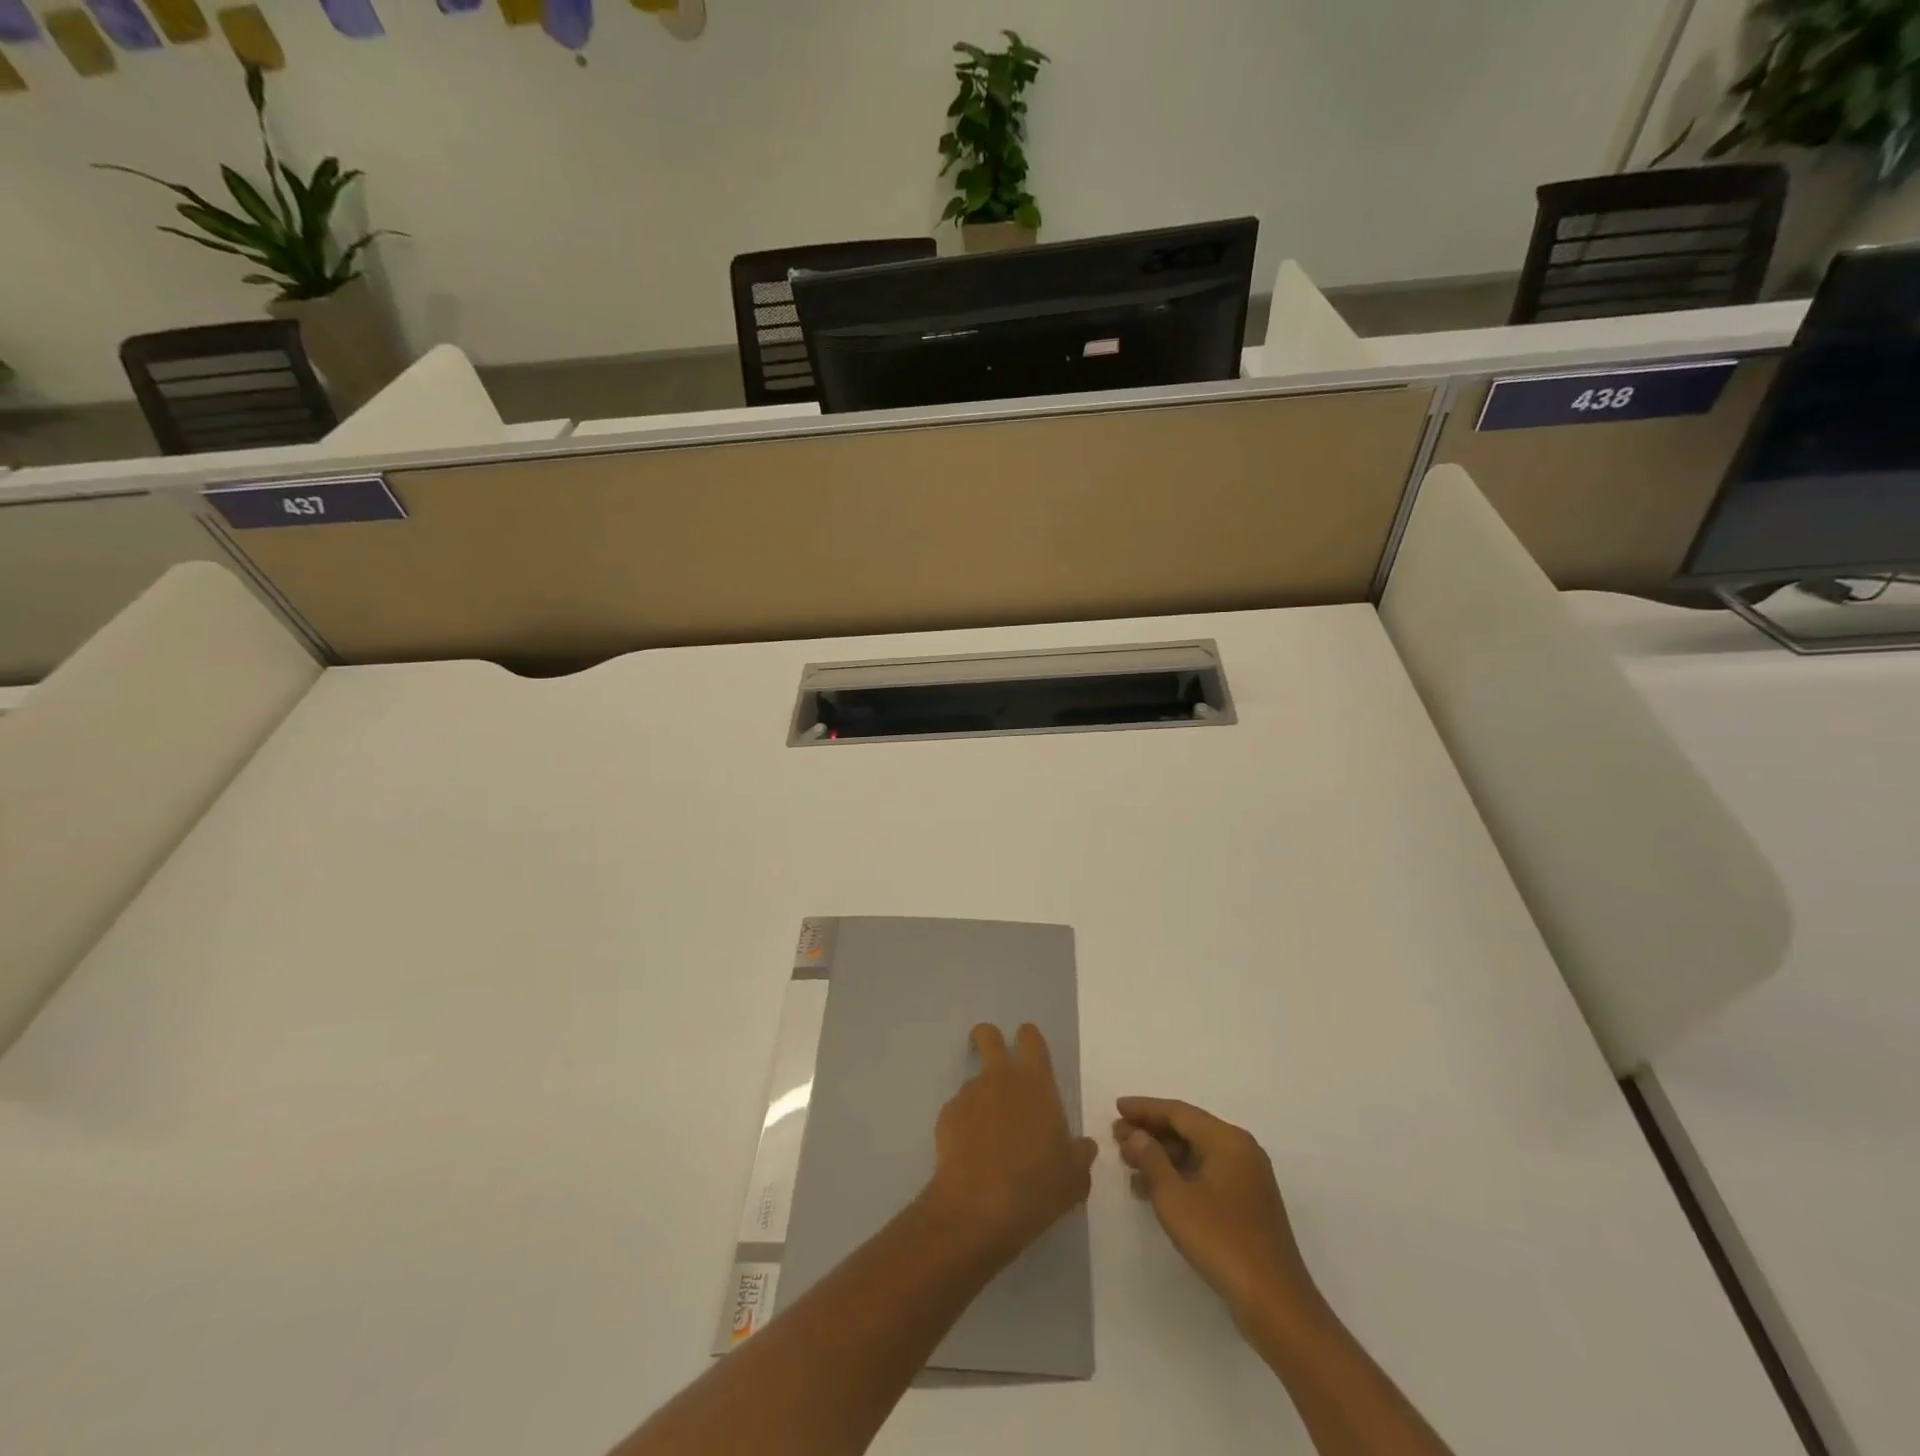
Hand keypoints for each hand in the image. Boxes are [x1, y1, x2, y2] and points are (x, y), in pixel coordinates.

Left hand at [924, 1024, 1098, 1264]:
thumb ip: (1080, 1154)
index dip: (1029, 1041)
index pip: (1030, 1037)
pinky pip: (958, 1112)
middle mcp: (999, 1076)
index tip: (1031, 1056)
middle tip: (997, 1067)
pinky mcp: (945, 1116)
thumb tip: (1083, 1146)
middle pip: (987, 1034)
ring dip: (982, 1099)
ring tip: (990, 1141)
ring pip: (974, 1081)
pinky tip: (972, 1157)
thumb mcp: (1074, 1176)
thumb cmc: (1036, 1186)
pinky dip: (964, 1126)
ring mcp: (968, 1094)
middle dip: (988, 1041)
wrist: (978, 1208)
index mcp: (1035, 1081)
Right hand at [1114, 1096, 1321, 1328]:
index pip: (1178, 1112)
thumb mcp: (1175, 1198)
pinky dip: (1179, 1177)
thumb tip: (1137, 1135)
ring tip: (1128, 1165)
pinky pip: (1206, 1176)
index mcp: (1227, 1140)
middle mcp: (1240, 1151)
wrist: (1276, 1304)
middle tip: (1117, 1138)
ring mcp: (1247, 1178)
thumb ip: (1151, 1159)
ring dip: (1162, 1157)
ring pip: (1196, 1154)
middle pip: (1188, 1130)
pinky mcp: (1247, 1204)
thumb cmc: (1221, 1241)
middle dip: (1151, 1133)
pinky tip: (1152, 1192)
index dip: (1144, 1109)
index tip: (1116, 1107)